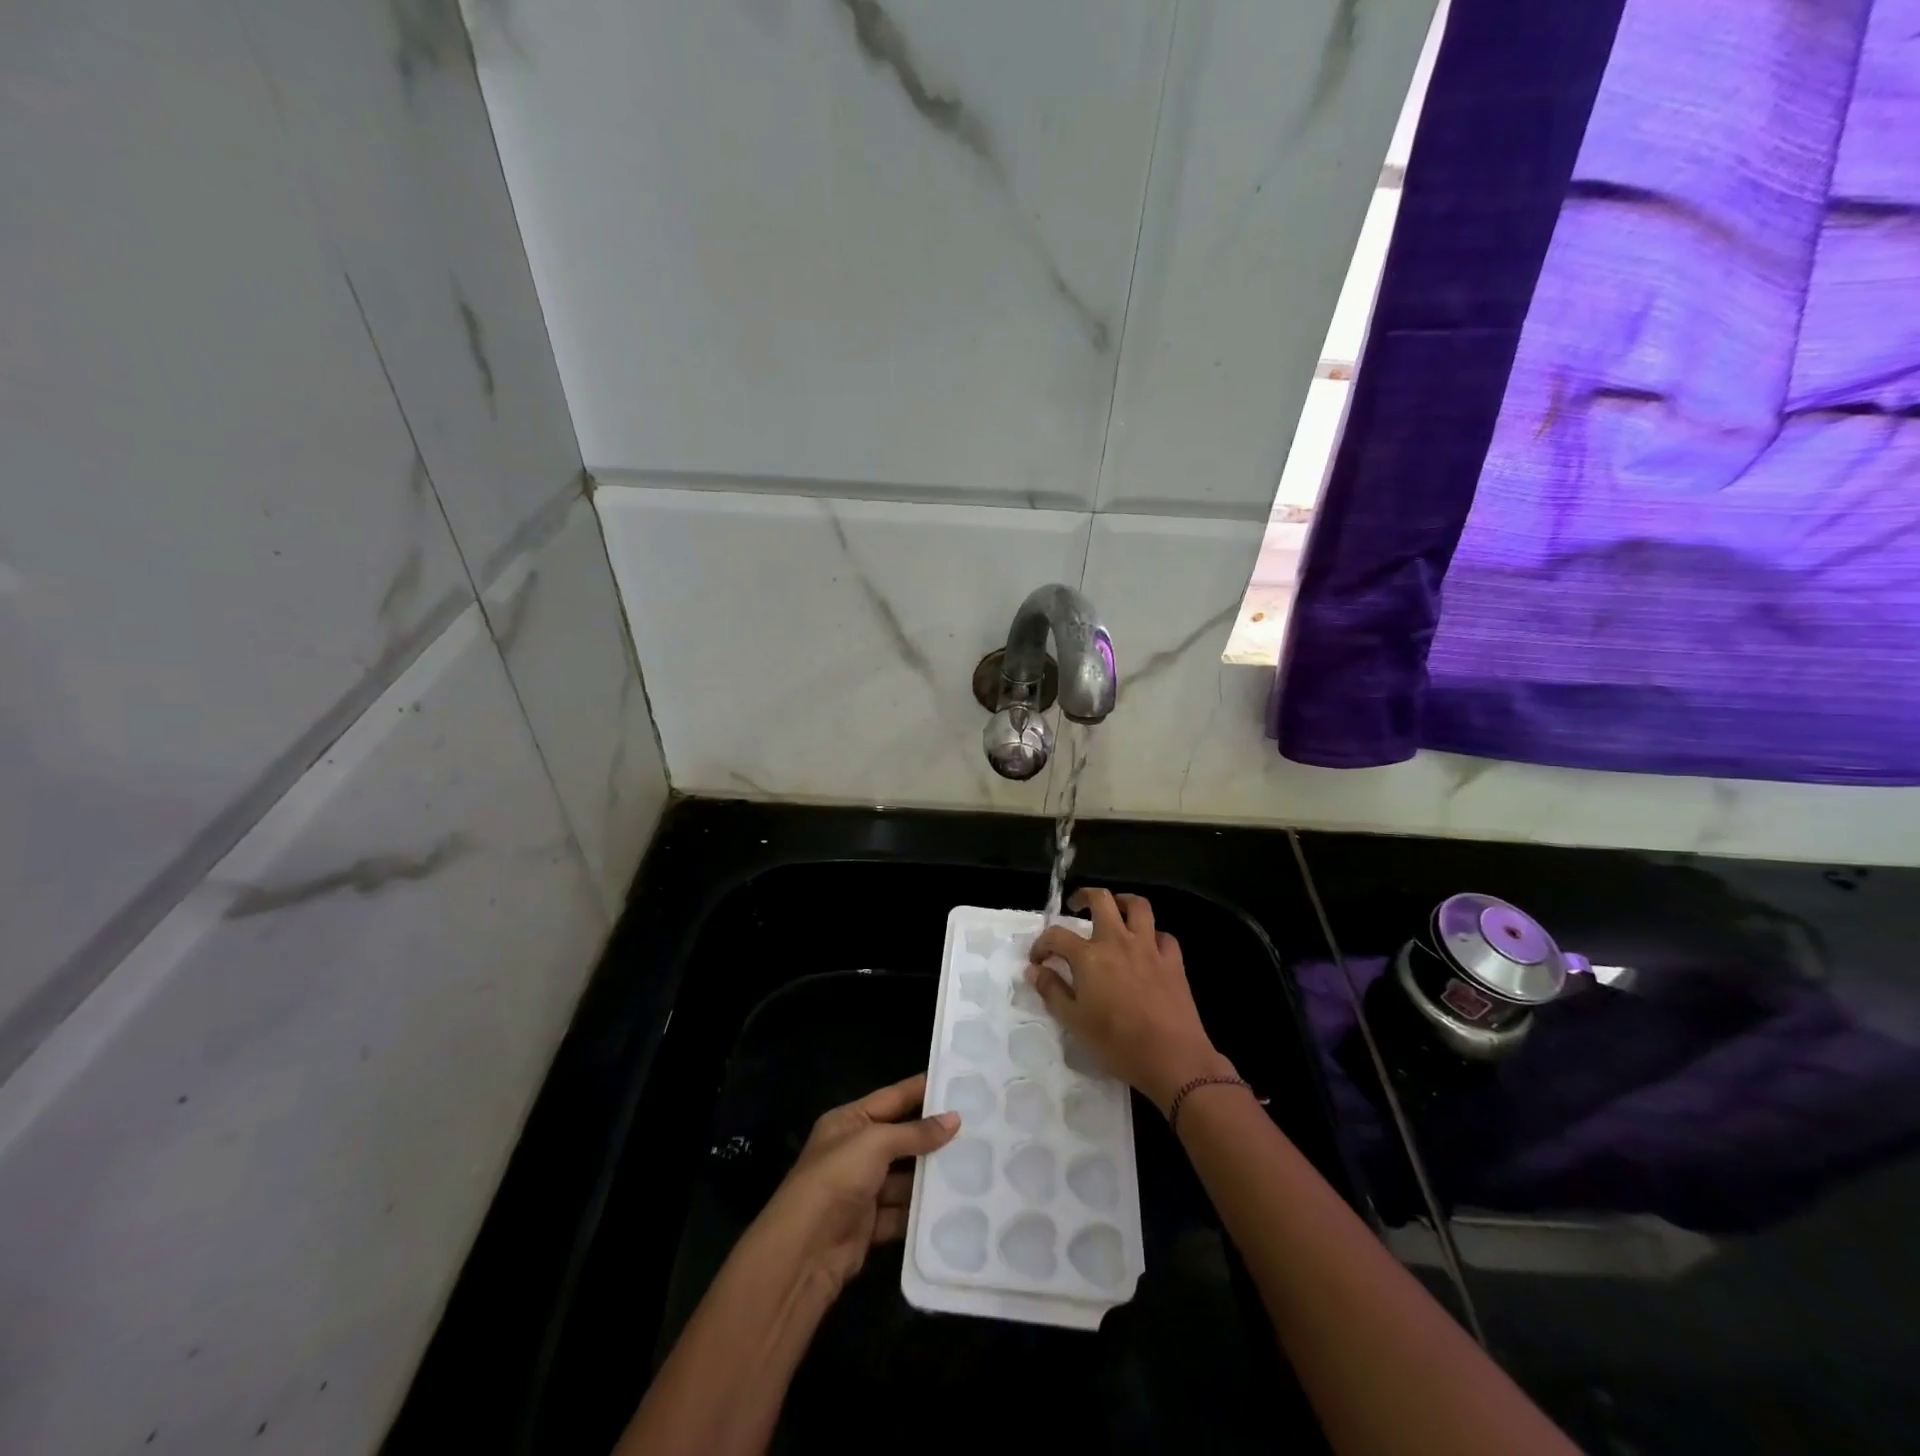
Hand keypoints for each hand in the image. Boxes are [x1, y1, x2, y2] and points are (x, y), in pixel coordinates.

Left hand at [752, 1073, 958, 1296]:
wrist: (804, 1250)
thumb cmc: (837, 1178)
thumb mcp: (876, 1143)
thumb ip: (915, 1132)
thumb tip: (955, 1119)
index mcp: (848, 1121)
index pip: (892, 1097)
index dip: (921, 1090)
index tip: (955, 1081)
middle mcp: (854, 1151)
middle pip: (900, 1138)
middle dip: (932, 1137)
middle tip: (975, 1128)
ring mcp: (861, 1189)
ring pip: (904, 1177)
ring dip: (930, 1176)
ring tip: (973, 1166)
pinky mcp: (869, 1224)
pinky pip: (902, 1212)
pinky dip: (921, 1211)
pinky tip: (952, 1206)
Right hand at [1028, 888, 1234, 1113]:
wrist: (1172, 1057)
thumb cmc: (1116, 1043)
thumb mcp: (1074, 1022)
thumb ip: (1052, 991)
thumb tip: (1034, 970)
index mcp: (1089, 956)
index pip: (1056, 936)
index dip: (1041, 944)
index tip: (1038, 960)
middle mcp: (1117, 941)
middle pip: (1101, 899)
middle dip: (1084, 897)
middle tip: (1076, 907)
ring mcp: (1148, 947)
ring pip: (1138, 906)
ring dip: (1123, 902)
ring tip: (1115, 910)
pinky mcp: (1173, 960)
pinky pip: (1163, 936)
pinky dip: (1153, 936)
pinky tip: (1147, 948)